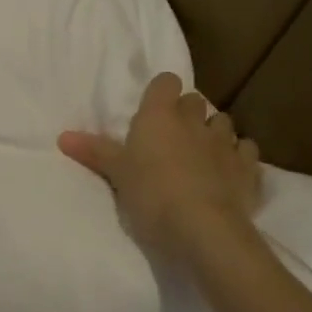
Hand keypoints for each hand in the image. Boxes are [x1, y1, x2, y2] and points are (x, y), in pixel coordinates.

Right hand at [59, 72, 262, 262]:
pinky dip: (239, 156)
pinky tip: (230, 170)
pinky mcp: (248, 169)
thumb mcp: (116, 174)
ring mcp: (225, 143)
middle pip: (194, 101)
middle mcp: (194, 121)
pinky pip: (247, 150)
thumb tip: (63, 136)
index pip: (166, 82)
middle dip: (186, 113)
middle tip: (172, 136)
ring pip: (223, 122)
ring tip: (202, 152)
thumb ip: (94, 152)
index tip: (153, 110)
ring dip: (213, 132)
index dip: (161, 93)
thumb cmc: (151, 194)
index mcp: (159, 116)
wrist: (203, 229)